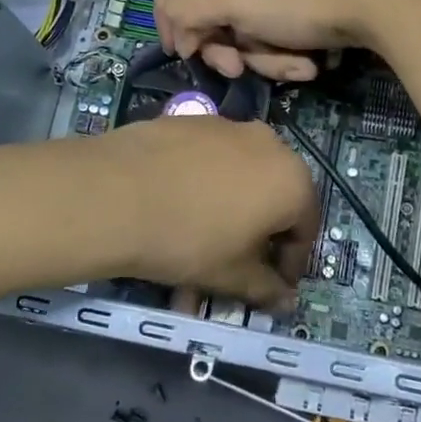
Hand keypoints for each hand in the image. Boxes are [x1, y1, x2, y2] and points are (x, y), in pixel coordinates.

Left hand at [96, 116, 319, 308]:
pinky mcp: (192, 120)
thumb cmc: (189, 240)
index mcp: (292, 181)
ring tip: (196, 242)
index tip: (271, 287)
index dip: (290, 264)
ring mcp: (228, 127)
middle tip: (236, 263)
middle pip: (274, 197)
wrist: (115, 194)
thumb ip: (267, 288)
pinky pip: (210, 159)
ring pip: (239, 177)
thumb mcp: (232, 275)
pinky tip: (175, 206)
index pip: (305, 229)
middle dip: (259, 234)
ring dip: (229, 210)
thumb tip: (287, 301)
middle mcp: (270, 145)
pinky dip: (203, 185)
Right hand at [153, 0, 417, 80]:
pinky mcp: (291, 11)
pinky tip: (310, 63)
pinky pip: (270, 39)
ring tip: (293, 64)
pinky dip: (285, 55)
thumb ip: (185, 12)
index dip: (162, 8)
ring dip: (262, 58)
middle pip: (203, 13)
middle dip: (221, 48)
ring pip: (239, 35)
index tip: (179, 45)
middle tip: (235, 68)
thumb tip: (178, 33)